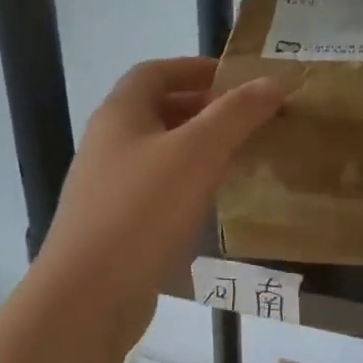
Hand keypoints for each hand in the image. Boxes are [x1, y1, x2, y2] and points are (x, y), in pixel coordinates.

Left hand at [32, 58, 284, 346]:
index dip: (195, 68)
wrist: (89, 295)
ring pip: (159, 153)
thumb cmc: (142, 211)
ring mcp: (108, 187)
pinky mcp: (116, 225)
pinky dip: (187, 184)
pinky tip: (212, 201)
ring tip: (240, 155)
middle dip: (202, 108)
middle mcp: (108, 143)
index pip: (155, 72)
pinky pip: (157, 189)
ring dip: (197, 148)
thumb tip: (274, 81)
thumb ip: (236, 114)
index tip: (237, 78)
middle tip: (248, 118)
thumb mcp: (197, 153)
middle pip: (157, 111)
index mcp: (119, 114)